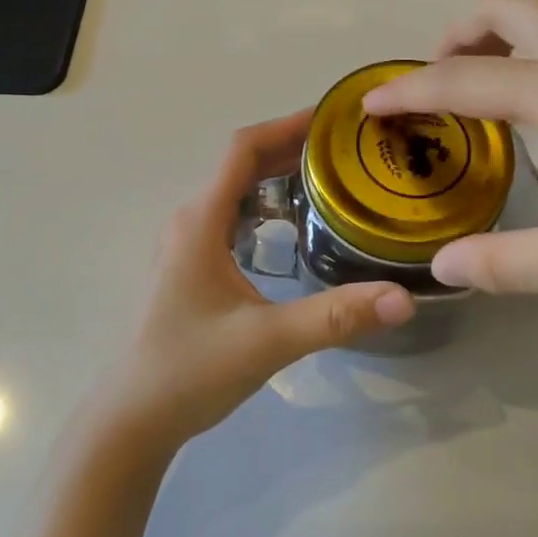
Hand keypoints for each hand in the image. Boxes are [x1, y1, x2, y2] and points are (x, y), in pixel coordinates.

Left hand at [93, 111, 416, 454]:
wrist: (134, 418)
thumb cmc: (191, 370)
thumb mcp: (268, 341)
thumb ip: (335, 317)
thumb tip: (403, 298)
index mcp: (201, 220)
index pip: (243, 149)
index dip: (287, 125)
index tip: (333, 118)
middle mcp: (192, 220)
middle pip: (243, 164)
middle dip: (293, 148)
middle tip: (349, 149)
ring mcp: (188, 242)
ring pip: (238, 190)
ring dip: (280, 176)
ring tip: (333, 178)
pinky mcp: (193, 265)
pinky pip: (234, 216)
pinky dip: (267, 205)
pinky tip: (298, 226)